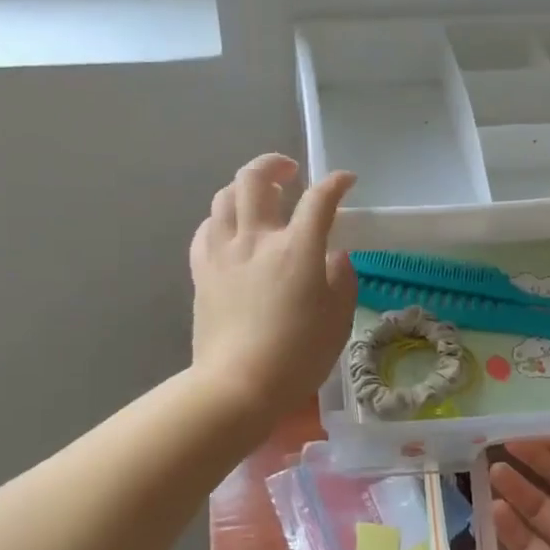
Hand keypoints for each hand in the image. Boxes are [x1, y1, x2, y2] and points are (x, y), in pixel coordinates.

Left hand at [189, 154, 357, 420]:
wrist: (238, 386)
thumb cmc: (298, 355)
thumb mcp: (338, 319)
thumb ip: (341, 278)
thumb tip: (334, 255)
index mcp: (297, 249)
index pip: (319, 199)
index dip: (336, 183)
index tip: (347, 181)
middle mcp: (257, 239)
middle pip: (256, 179)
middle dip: (275, 163)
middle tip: (290, 172)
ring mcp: (223, 253)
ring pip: (224, 197)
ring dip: (244, 187)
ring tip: (259, 198)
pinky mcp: (202, 272)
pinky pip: (206, 229)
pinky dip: (221, 219)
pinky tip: (231, 231)